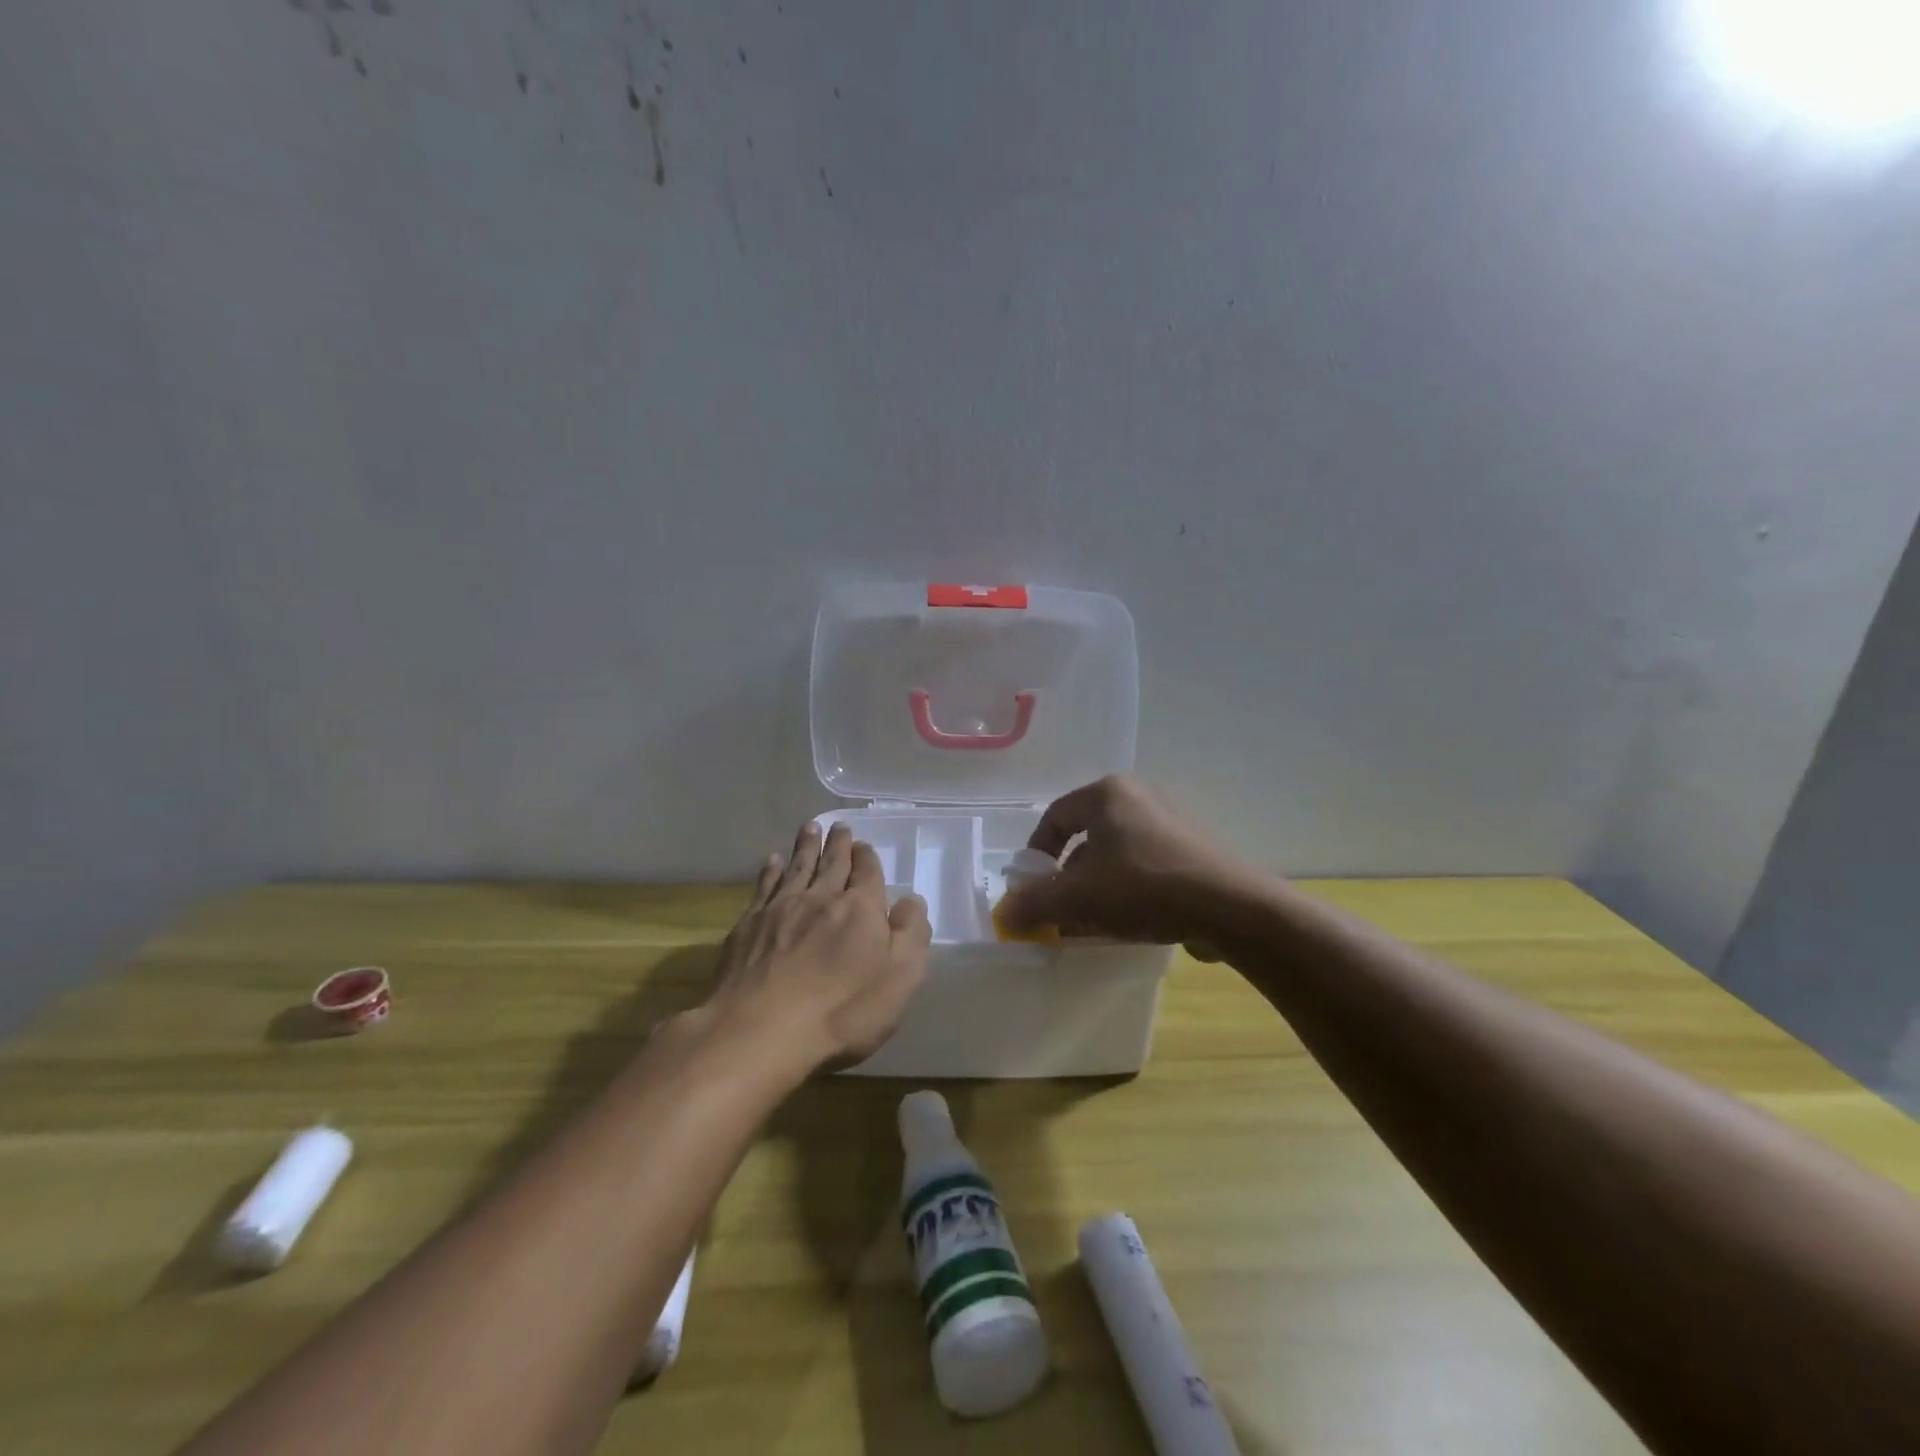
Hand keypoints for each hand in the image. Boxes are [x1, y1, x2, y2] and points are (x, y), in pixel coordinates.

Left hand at [700, 821, 930, 1075]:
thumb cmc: (842, 1011)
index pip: (867, 872)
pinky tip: (772, 861)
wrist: (761, 1030)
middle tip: (839, 826)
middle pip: (832, 863)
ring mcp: (781, 909)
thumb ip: (911, 935)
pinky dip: (770, 870)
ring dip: (805, 846)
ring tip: (810, 827)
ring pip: (797, 867)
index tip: (864, 845)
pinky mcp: (749, 925)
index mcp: (860, 908)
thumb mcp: (900, 978)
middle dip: (838, 844)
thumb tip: (911, 901)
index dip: (867, 858)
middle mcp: (821, 897)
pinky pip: (764, 886)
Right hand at [997, 776, 1249, 948]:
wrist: (1230, 907)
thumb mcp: (1078, 897)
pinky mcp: (1195, 848)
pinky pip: (1147, 865)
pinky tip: (1132, 922)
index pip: (1055, 816)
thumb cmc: (1143, 887)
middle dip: (1069, 877)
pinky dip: (1130, 889)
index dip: (1036, 854)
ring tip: (1095, 923)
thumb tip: (1004, 914)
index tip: (1033, 888)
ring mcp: (1172, 821)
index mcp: (1108, 793)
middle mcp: (1140, 796)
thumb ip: (1034, 902)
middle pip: (1087, 836)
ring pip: (1117, 854)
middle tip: (1063, 909)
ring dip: (1098, 887)